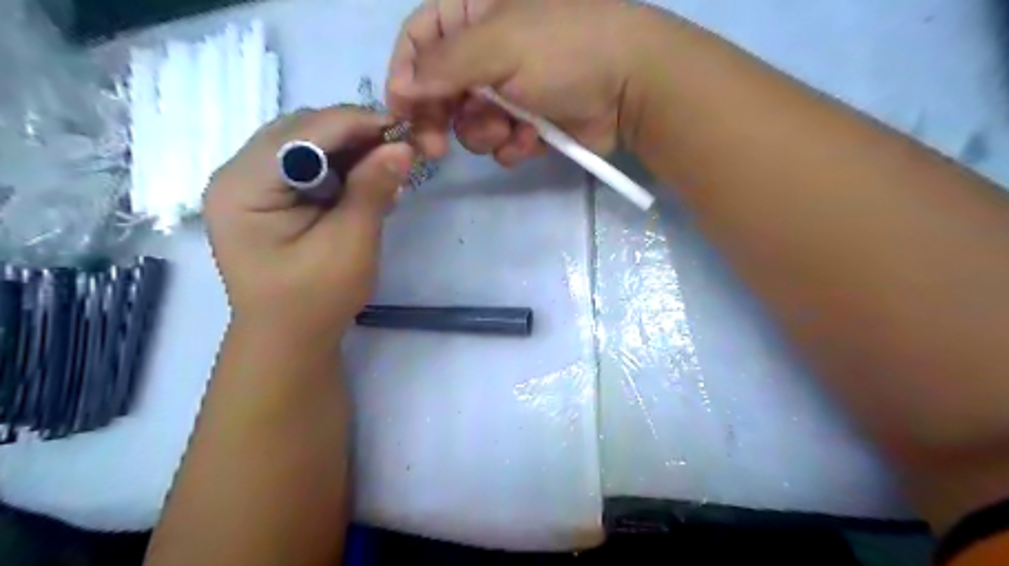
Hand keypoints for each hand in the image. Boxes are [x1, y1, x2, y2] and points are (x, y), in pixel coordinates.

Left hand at [200, 107, 414, 342]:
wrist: (289, 339)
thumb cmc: (316, 299)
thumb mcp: (350, 244)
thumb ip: (372, 191)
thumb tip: (403, 147)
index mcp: (244, 186)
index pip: (304, 132)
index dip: (356, 123)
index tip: (404, 130)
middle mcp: (237, 174)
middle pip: (300, 131)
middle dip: (353, 135)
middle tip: (398, 151)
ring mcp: (249, 185)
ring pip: (305, 144)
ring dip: (349, 151)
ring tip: (386, 169)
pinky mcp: (266, 198)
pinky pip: (305, 165)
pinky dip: (339, 168)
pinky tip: (365, 183)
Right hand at [386, 0, 654, 166]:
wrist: (631, 87)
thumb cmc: (566, 50)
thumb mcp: (500, 45)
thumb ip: (444, 65)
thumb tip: (401, 87)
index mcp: (475, 13)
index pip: (420, 39)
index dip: (405, 75)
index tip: (400, 111)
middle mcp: (487, 51)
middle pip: (439, 89)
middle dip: (439, 119)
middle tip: (435, 146)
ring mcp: (508, 91)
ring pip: (468, 123)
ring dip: (484, 133)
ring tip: (510, 129)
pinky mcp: (527, 123)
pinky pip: (499, 142)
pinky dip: (511, 146)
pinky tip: (531, 140)